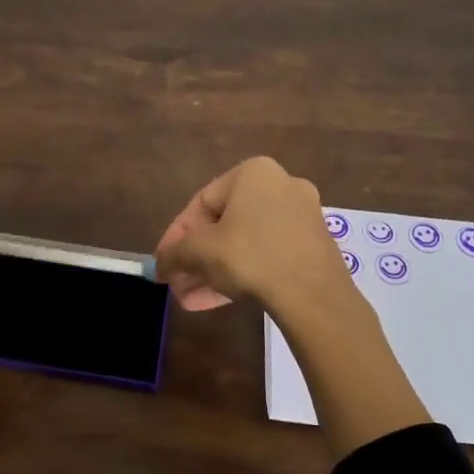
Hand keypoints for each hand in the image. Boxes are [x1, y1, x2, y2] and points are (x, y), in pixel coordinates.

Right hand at [158, 156, 430, 455]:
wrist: (314, 295)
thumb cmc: (250, 257)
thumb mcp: (200, 253)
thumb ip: (173, 255)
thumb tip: (159, 265)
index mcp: (253, 173)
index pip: (200, 203)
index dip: (175, 237)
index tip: (164, 264)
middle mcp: (280, 185)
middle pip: (223, 225)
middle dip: (196, 259)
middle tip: (178, 285)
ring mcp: (301, 216)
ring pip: (243, 243)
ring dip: (214, 271)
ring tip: (192, 300)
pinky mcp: (313, 245)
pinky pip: (266, 254)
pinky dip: (242, 273)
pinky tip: (218, 301)